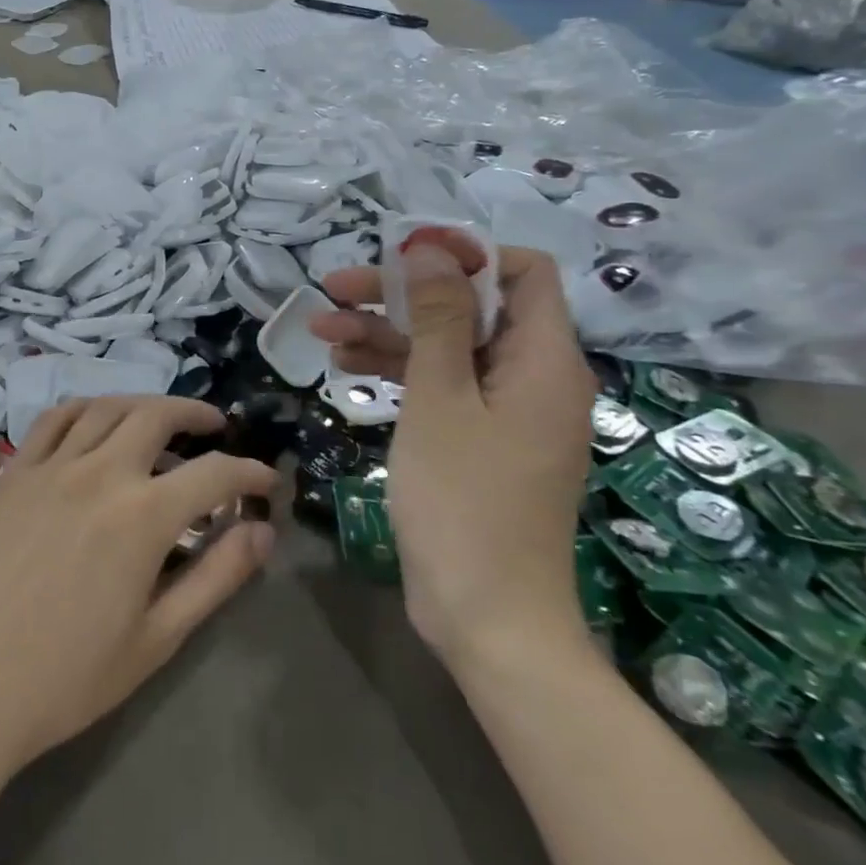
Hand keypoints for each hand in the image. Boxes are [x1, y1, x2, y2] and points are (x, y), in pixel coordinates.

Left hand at [0, 397, 277, 777]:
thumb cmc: (64, 676)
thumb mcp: (156, 639)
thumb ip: (215, 578)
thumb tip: (262, 532)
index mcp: (142, 515)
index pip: (214, 474)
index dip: (249, 472)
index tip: (267, 480)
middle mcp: (100, 471)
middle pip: (158, 416)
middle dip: (197, 414)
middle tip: (216, 427)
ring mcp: (51, 465)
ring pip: (107, 407)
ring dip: (144, 403)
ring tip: (162, 418)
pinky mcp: (13, 471)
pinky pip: (54, 418)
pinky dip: (86, 408)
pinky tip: (96, 421)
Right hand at [310, 245, 593, 664]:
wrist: (487, 616)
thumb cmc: (465, 500)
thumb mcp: (442, 399)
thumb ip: (440, 319)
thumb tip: (434, 248)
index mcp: (544, 360)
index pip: (523, 272)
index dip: (465, 255)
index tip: (403, 256)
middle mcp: (531, 376)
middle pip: (471, 307)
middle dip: (403, 292)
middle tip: (336, 288)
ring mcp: (503, 410)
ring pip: (446, 346)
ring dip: (387, 332)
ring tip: (321, 327)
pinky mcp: (477, 438)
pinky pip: (440, 385)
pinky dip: (396, 371)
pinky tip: (343, 366)